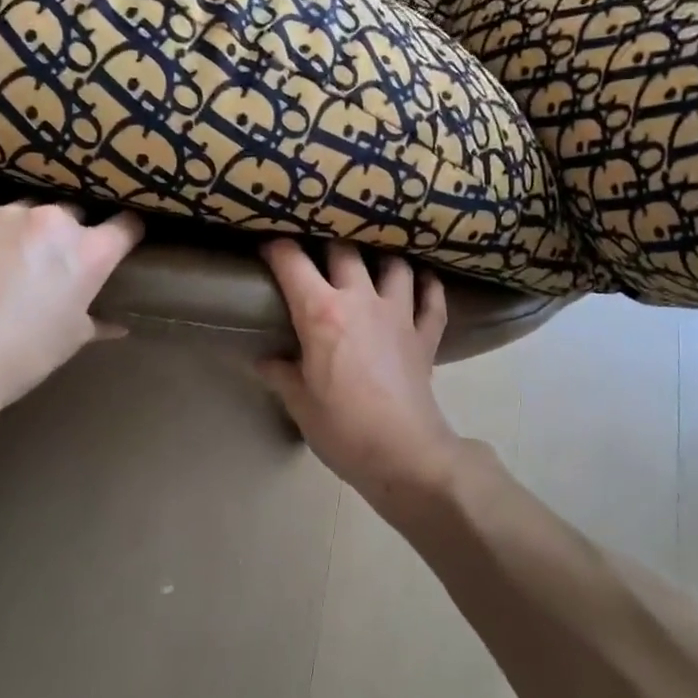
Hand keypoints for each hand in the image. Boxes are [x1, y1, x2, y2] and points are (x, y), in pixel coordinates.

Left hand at [0, 194, 141, 419]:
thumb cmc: (21, 356)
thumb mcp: (69, 341)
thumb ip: (98, 322)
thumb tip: (117, 325)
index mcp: (89, 252)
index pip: (126, 226)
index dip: (129, 234)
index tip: (124, 244)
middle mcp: (54, 221)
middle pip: (77, 213)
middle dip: (74, 234)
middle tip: (62, 262)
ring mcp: (7, 214)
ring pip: (32, 209)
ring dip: (32, 228)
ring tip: (19, 253)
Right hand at [257, 240, 462, 509]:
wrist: (404, 453)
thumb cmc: (342, 429)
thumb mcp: (299, 403)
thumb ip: (281, 375)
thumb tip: (265, 361)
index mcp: (321, 313)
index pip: (291, 263)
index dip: (275, 247)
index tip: (267, 244)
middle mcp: (361, 300)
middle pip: (344, 250)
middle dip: (327, 243)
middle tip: (318, 250)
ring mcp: (399, 314)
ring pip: (394, 265)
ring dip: (382, 258)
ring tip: (372, 261)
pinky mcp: (426, 335)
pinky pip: (432, 299)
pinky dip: (428, 287)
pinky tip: (422, 282)